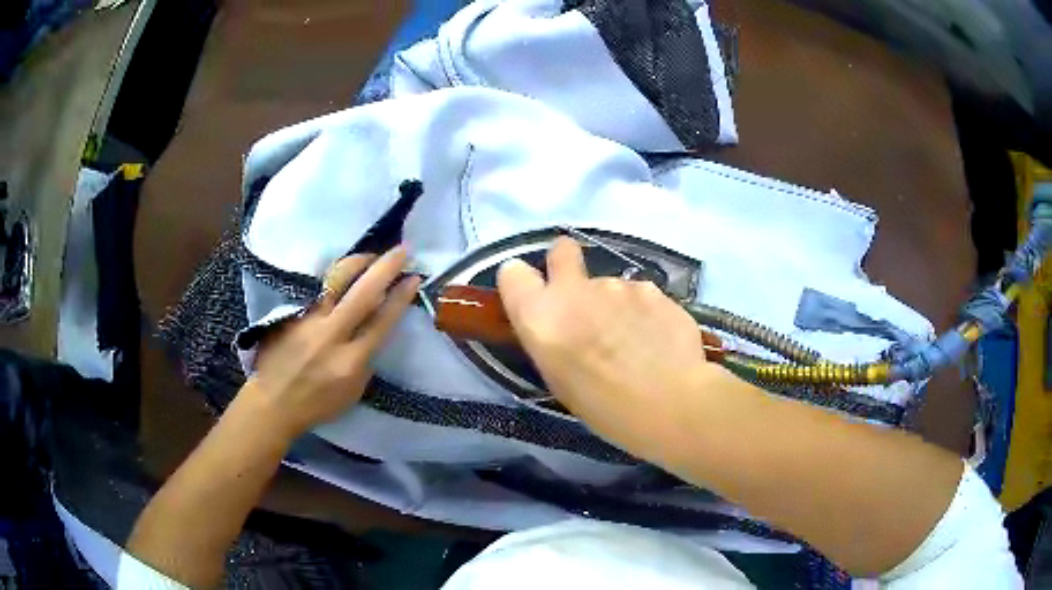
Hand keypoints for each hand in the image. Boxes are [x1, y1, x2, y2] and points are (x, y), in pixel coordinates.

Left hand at [243, 247, 419, 440]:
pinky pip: (316, 286)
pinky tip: (342, 271)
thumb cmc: (317, 404)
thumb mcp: (353, 392)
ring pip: (335, 280)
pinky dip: (333, 276)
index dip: (400, 297)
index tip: (414, 277)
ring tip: (370, 255)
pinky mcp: (290, 313)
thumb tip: (374, 327)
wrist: (273, 402)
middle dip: (385, 268)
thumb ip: (366, 360)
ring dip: (357, 262)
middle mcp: (330, 336)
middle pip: (362, 293)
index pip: (381, 322)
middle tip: (402, 250)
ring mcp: (307, 320)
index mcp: (350, 362)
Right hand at [497, 238, 715, 461]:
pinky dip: (644, 312)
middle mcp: (575, 290)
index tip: (534, 297)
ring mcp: (618, 284)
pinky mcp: (653, 288)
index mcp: (542, 317)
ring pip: (609, 284)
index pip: (512, 273)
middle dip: (565, 263)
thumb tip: (561, 322)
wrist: (670, 403)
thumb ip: (553, 338)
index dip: (522, 283)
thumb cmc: (605, 407)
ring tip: (634, 341)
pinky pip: (640, 295)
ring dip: (614, 304)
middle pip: (561, 250)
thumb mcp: (559, 379)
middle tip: (580, 297)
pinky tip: (657, 340)